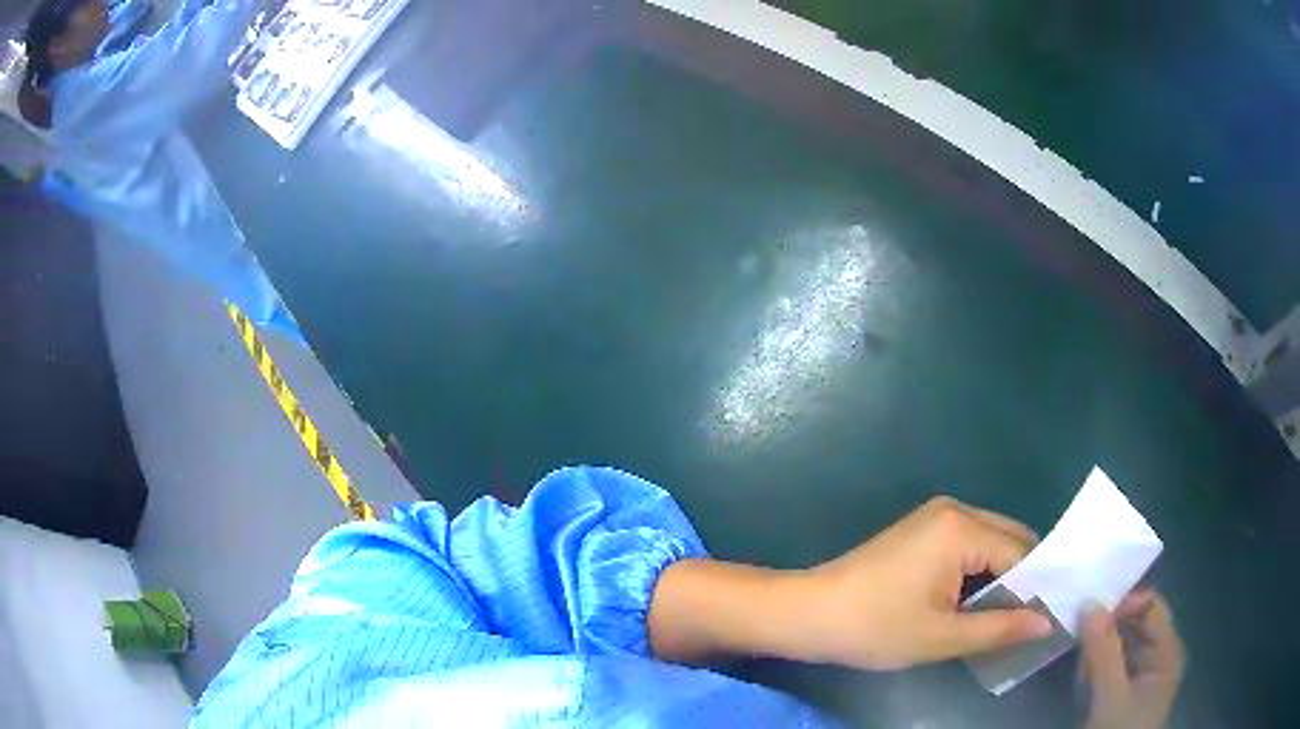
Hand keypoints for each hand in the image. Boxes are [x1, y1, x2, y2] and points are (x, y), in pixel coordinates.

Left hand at [648, 497, 1048, 668]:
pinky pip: (969, 548)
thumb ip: (999, 629)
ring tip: (1013, 618)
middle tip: (1035, 621)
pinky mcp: (923, 532)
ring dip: (1003, 579)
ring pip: (991, 545)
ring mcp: (936, 518)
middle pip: (1011, 542)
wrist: (809, 614)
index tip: (1051, 620)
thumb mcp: (942, 637)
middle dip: (1024, 581)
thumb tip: (1048, 624)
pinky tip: (983, 605)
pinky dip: (981, 574)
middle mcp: (955, 509)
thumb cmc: (874, 627)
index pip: (1023, 554)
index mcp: (962, 527)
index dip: (1038, 589)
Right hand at [1080, 592, 1183, 728]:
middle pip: (1135, 626)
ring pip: (1121, 649)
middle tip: (1080, 637)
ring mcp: (1142, 679)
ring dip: (1099, 651)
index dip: (1124, 602)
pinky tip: (1084, 680)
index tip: (1092, 612)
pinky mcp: (1124, 696)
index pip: (1151, 605)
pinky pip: (1113, 670)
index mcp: (1167, 650)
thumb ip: (1104, 651)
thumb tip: (1090, 603)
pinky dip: (1098, 669)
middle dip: (1107, 629)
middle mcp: (1158, 658)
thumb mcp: (1111, 695)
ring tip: (1080, 664)